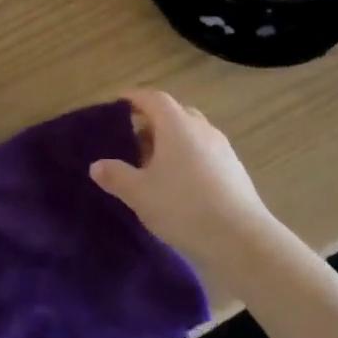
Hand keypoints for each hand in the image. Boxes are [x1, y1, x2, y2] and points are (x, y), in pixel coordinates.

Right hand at [89, 90, 278, 268]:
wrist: (240, 239)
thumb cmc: (183, 207)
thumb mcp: (140, 193)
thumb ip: (116, 176)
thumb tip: (97, 166)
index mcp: (177, 125)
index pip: (153, 98)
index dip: (134, 97)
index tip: (119, 102)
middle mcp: (202, 129)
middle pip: (175, 113)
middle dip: (153, 120)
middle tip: (134, 137)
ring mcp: (222, 148)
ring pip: (192, 133)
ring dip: (173, 140)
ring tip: (154, 163)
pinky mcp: (234, 170)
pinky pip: (205, 152)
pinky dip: (189, 156)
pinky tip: (180, 182)